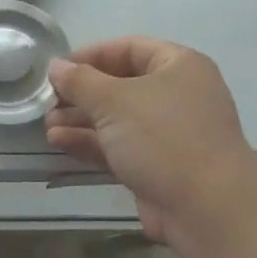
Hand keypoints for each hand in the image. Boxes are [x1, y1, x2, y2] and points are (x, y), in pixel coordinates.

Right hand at [45, 38, 256, 244]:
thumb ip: (80, 81)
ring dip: (81, 120)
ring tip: (47, 125)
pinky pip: (119, 146)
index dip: (90, 55)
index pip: (128, 48)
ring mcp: (168, 134)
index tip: (58, 68)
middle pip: (120, 85)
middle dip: (81, 93)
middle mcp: (177, 95)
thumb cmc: (163, 137)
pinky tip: (59, 142)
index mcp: (178, 66)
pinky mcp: (158, 166)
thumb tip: (56, 66)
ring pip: (116, 119)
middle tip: (48, 100)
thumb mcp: (114, 100)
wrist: (208, 209)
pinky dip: (91, 143)